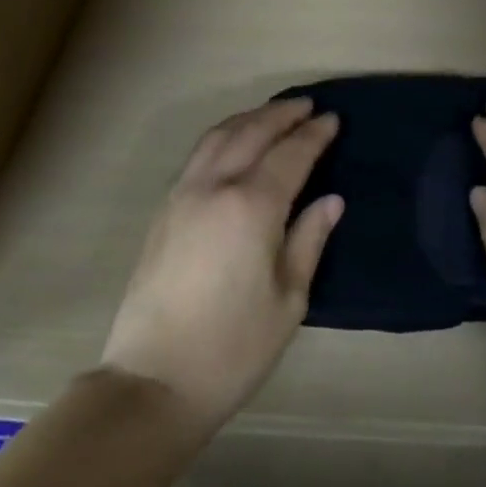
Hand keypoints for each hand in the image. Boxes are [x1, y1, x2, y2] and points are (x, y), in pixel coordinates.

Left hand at [100, 99, 342, 434]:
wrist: (153, 381)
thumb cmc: (233, 348)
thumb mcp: (288, 300)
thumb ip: (309, 240)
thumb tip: (331, 200)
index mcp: (252, 207)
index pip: (290, 154)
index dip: (314, 134)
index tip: (333, 119)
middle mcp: (216, 187)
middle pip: (252, 132)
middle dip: (282, 114)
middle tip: (307, 105)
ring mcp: (184, 194)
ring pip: (220, 135)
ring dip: (250, 118)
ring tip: (273, 114)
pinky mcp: (164, 209)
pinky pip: (199, 153)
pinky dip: (223, 134)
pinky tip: (233, 142)